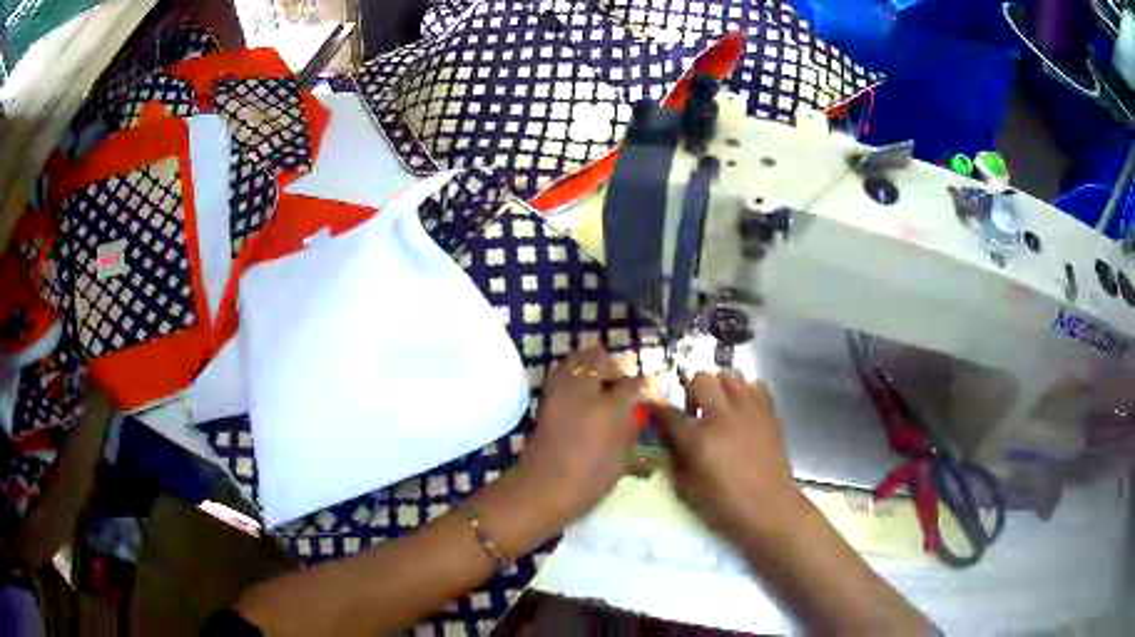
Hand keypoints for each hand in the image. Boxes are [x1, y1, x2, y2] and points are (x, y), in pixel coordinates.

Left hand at [516, 345, 645, 524]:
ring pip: (575, 360)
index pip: (632, 385)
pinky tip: (579, 390)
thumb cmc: (588, 482)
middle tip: (619, 382)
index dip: (642, 385)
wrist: (541, 489)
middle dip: (612, 365)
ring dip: (589, 364)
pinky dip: (571, 373)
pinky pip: (560, 374)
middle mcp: (584, 392)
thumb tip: (636, 412)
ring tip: (598, 381)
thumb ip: (630, 430)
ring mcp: (560, 393)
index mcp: (609, 409)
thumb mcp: (620, 461)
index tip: (646, 389)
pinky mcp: (544, 400)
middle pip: (597, 359)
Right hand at [650, 371, 807, 541]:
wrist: (770, 508)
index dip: (658, 408)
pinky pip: (755, 385)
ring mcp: (749, 411)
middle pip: (700, 379)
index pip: (670, 413)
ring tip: (718, 403)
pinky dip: (745, 391)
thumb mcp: (689, 489)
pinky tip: (742, 408)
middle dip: (690, 388)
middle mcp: (723, 417)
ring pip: (728, 375)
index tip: (654, 407)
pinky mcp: (769, 412)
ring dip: (718, 385)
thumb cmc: (726, 506)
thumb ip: (676, 461)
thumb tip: (669, 444)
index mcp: (699, 440)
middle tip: (691, 406)